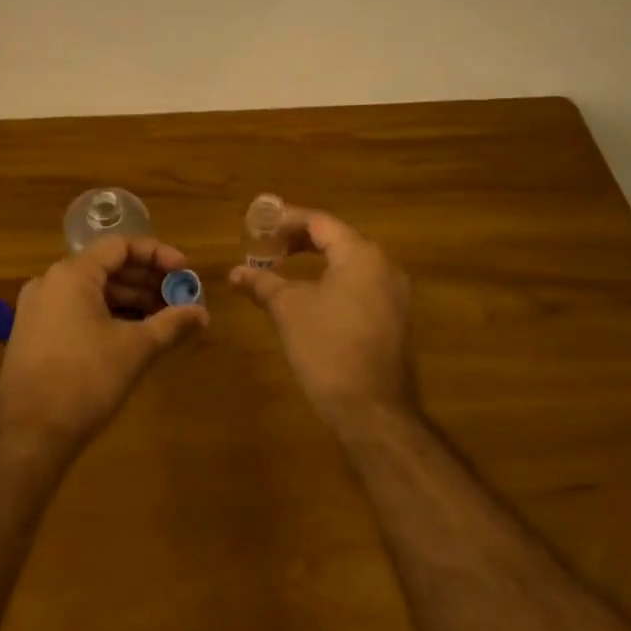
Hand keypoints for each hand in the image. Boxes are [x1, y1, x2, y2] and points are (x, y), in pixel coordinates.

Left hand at [0, 235, 207, 455]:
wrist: (27, 436)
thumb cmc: (84, 380)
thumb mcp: (135, 349)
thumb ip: (171, 324)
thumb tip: (203, 313)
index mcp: (72, 274)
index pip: (120, 246)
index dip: (157, 255)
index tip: (185, 272)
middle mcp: (50, 282)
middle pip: (106, 267)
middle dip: (146, 280)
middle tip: (179, 298)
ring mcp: (37, 309)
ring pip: (92, 291)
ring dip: (129, 300)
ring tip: (163, 319)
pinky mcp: (34, 334)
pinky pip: (77, 310)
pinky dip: (107, 315)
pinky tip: (133, 335)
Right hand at [229, 206, 415, 434]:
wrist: (371, 410)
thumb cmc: (326, 348)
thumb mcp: (287, 309)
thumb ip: (262, 282)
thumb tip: (235, 272)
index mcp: (361, 254)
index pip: (320, 222)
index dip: (286, 220)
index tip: (259, 226)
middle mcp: (385, 265)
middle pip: (337, 239)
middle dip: (300, 240)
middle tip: (268, 246)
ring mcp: (395, 294)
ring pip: (350, 263)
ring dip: (317, 260)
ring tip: (283, 267)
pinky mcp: (395, 318)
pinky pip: (361, 284)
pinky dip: (334, 280)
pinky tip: (312, 294)